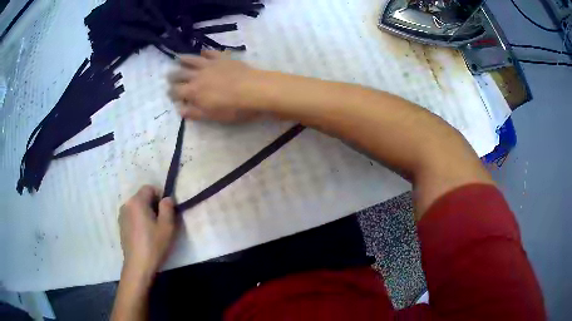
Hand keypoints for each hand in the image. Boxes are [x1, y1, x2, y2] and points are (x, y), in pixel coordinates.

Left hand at [118, 186, 177, 278]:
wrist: (138, 265)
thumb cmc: (154, 245)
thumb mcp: (167, 226)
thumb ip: (168, 207)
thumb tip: (167, 199)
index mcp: (137, 201)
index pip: (149, 188)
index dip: (160, 196)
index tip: (166, 211)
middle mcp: (126, 204)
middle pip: (142, 197)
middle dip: (153, 205)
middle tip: (162, 222)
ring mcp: (122, 216)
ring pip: (137, 207)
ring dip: (145, 213)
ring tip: (153, 230)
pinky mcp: (121, 226)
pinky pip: (132, 216)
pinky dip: (139, 221)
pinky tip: (144, 235)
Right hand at [167, 50, 261, 122]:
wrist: (255, 90)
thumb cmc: (233, 108)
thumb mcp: (213, 116)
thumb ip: (195, 112)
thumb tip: (180, 110)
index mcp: (194, 91)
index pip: (177, 91)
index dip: (172, 93)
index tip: (169, 93)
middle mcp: (198, 75)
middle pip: (181, 74)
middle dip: (173, 76)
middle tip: (168, 75)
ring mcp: (210, 64)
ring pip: (193, 60)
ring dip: (184, 59)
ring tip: (178, 58)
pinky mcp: (223, 58)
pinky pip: (211, 53)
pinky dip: (205, 52)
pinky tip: (202, 51)